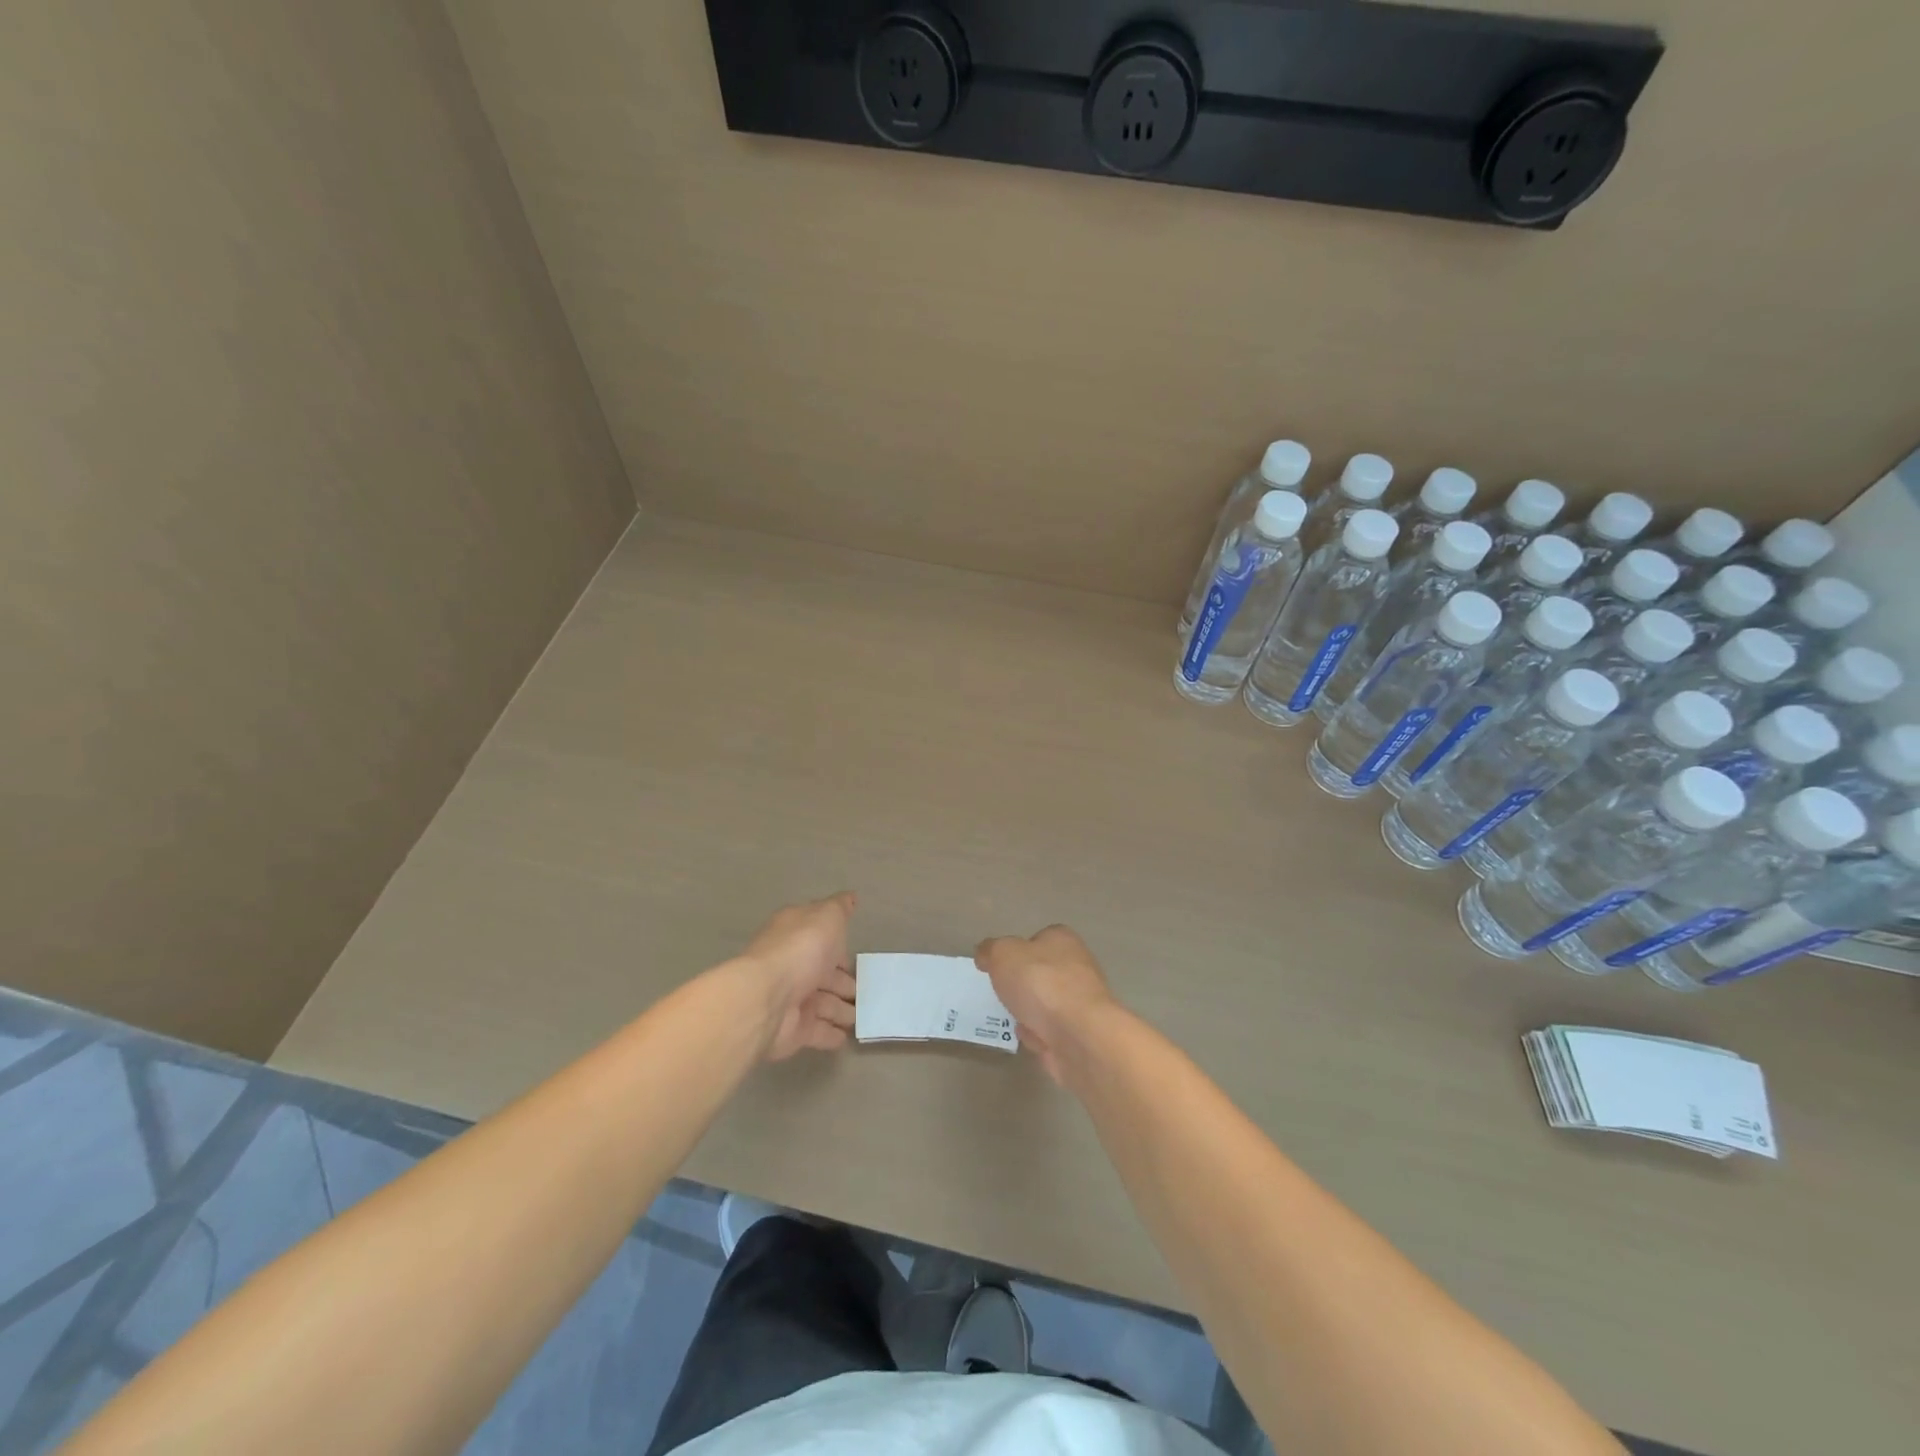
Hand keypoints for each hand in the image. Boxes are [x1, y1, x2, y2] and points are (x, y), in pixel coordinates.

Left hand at [741, 893, 858, 1060]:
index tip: (856, 954)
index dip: (838, 946)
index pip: (820, 938)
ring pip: (822, 1004)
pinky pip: (817, 1032)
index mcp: (796, 935)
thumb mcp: (827, 917)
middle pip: (822, 974)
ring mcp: (791, 999)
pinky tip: (847, 1037)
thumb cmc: (800, 949)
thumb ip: (840, 908)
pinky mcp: (792, 1030)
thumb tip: (850, 897)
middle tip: (867, 991)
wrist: (766, 998)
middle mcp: (792, 966)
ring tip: (865, 1016)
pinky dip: (831, 1034)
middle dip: (843, 982)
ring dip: (842, 1009)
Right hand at [974, 925, 1117, 1083]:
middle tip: (1000, 993)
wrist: (1078, 1036)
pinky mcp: (1080, 1033)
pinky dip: (1038, 1036)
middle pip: (1041, 973)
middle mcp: (1077, 967)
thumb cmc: (1040, 983)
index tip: (998, 965)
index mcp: (1062, 940)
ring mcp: (1080, 1002)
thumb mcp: (1003, 954)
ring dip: (1028, 1013)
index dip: (1017, 951)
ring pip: (1045, 1004)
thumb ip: (990, 950)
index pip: (1038, 939)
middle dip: (1021, 985)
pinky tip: (1029, 1038)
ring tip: (1010, 1017)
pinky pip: (1050, 1031)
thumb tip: (985, 954)